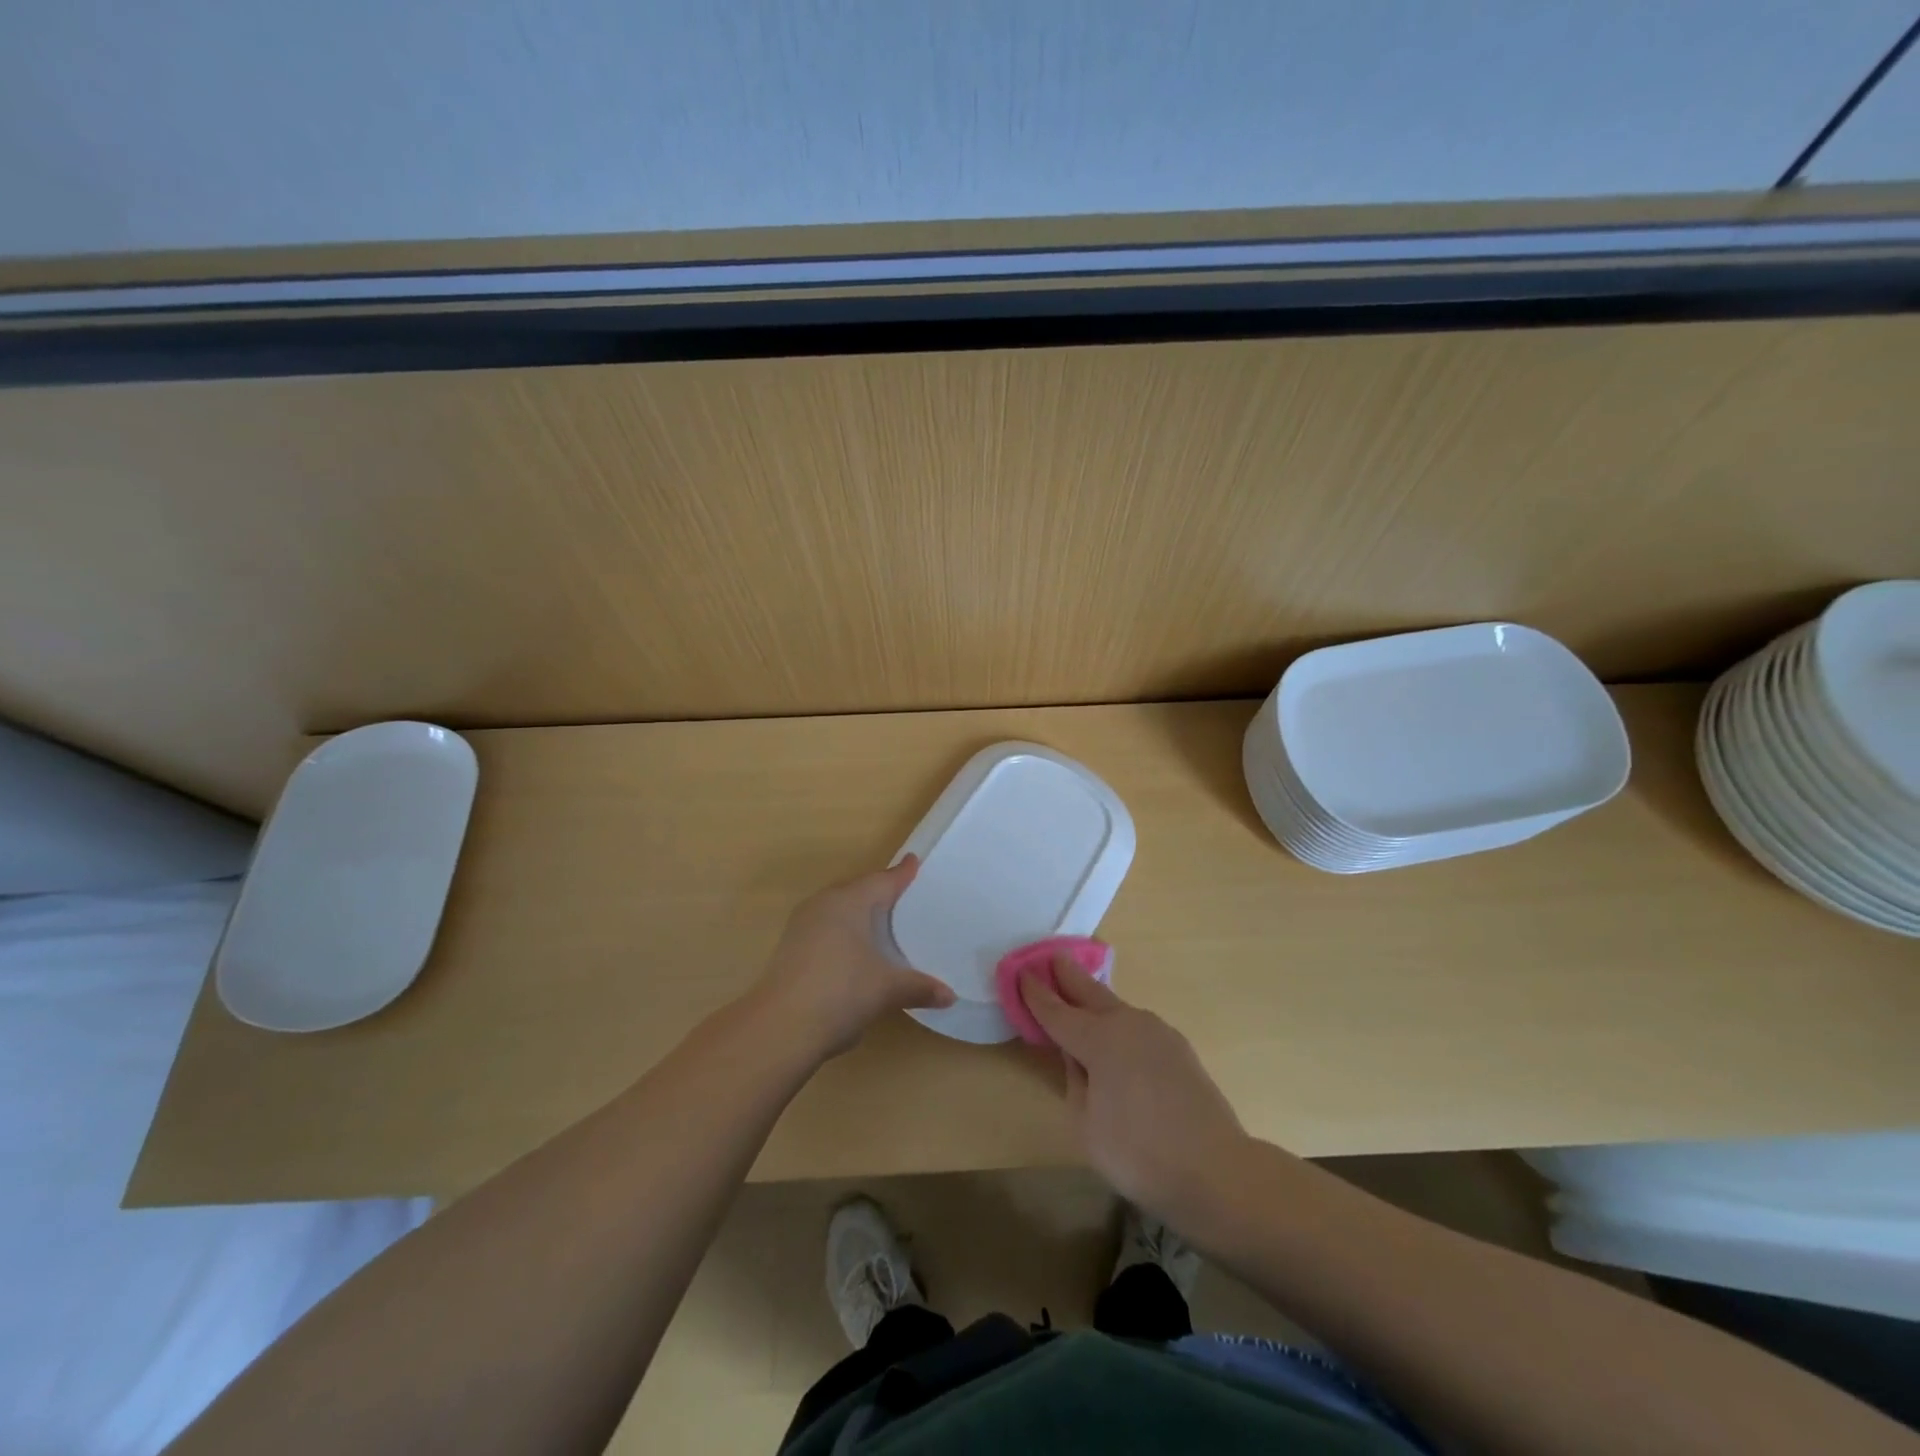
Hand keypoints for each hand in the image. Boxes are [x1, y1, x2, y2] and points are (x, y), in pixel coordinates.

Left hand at [751, 857, 954, 1060]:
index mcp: (848, 902)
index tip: (914, 861)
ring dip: (859, 915)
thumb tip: (950, 996)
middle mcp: (823, 906)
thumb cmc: (840, 992)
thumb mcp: (887, 990)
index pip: (882, 881)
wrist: (780, 1028)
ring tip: (882, 922)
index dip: (901, 874)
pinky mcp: (791, 950)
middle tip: (903, 894)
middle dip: (879, 892)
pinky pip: (826, 930)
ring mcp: (802, 927)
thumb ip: (919, 987)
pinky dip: (845, 934)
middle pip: (857, 891)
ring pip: (839, 911)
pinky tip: (856, 952)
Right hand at [1021, 956, 1247, 1225]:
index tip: (1020, 974)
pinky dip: (1119, 1021)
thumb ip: (1074, 1081)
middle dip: (1068, 975)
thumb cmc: (1139, 1153)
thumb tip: (1076, 1056)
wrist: (1217, 1170)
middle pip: (1090, 992)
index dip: (1036, 994)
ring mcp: (1157, 1032)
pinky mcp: (1178, 1047)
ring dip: (1095, 998)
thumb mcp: (1085, 1124)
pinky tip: (1116, 1035)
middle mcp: (1127, 1024)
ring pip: (1116, 1007)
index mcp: (1099, 1039)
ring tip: (1080, 994)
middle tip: (1053, 956)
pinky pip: (1136, 1026)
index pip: (1057, 1011)